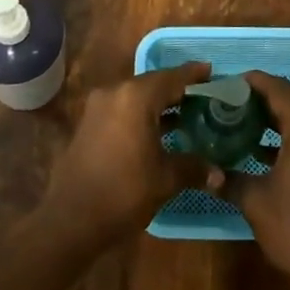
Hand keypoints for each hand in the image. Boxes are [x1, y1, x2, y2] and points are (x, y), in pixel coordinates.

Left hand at [40, 61, 212, 246]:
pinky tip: (156, 131)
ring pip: (135, 96)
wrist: (71, 219)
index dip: (193, 74)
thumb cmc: (124, 191)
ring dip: (157, 103)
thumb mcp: (165, 179)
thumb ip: (193, 168)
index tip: (211, 70)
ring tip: (184, 114)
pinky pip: (121, 109)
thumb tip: (219, 173)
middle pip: (152, 83)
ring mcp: (97, 107)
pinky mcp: (88, 124)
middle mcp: (115, 93)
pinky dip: (140, 114)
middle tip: (202, 96)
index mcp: (136, 97)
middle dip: (176, 89)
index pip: (171, 78)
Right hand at [215, 71, 289, 289]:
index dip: (255, 82)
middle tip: (232, 98)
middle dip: (264, 95)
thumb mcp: (254, 201)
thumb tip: (207, 173)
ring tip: (242, 117)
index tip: (229, 82)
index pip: (280, 91)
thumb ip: (229, 179)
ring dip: (276, 114)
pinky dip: (286, 133)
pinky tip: (260, 147)